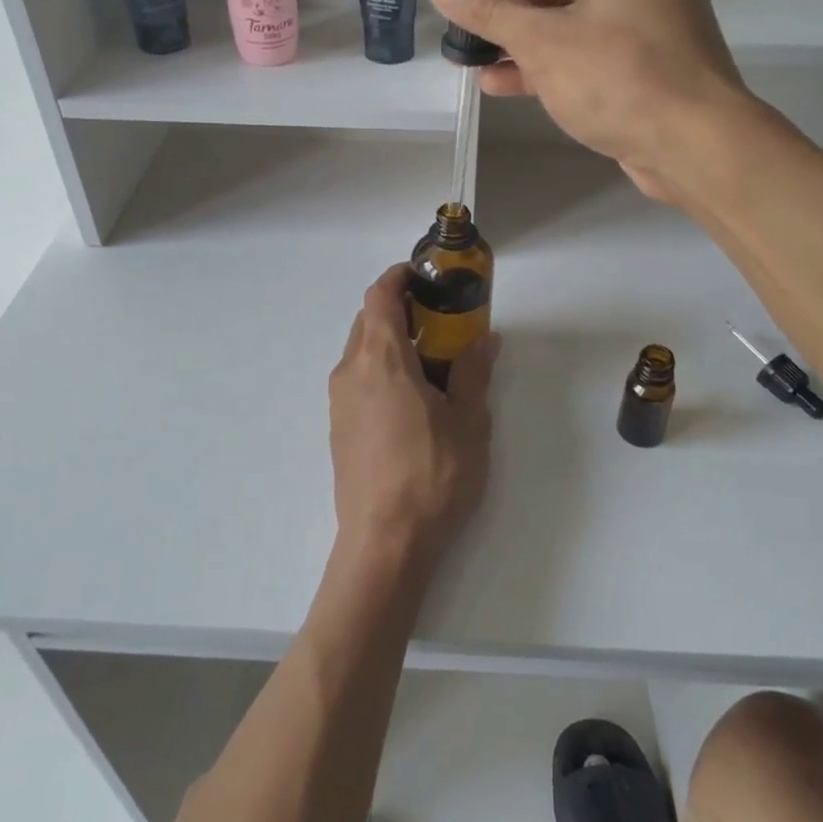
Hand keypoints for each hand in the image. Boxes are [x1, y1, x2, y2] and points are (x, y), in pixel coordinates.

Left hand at [329, 266, 498, 577]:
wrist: (384, 544)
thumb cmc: (432, 476)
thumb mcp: (469, 422)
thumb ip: (473, 372)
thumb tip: (484, 338)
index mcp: (380, 359)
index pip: (379, 295)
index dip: (399, 277)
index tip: (426, 278)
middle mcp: (350, 371)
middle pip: (368, 320)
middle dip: (401, 311)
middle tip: (441, 322)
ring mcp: (339, 401)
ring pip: (361, 351)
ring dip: (391, 342)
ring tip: (431, 363)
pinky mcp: (338, 428)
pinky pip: (357, 380)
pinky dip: (380, 370)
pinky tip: (411, 401)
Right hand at [420, 0, 755, 202]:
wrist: (694, 149)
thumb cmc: (622, 79)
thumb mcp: (543, 40)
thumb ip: (486, 8)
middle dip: (504, 7)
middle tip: (460, 31)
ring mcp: (645, 18)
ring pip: (567, 17)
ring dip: (518, 38)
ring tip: (469, 58)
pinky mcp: (642, 61)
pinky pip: (583, 48)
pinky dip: (545, 62)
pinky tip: (499, 82)